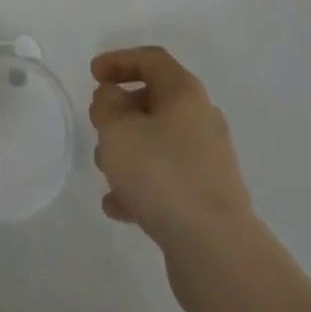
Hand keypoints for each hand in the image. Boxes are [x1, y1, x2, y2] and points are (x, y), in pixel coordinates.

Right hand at [90, 46, 256, 257]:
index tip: (93, 74)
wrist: (217, 251)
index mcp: (185, 92)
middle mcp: (201, 119)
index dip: (119, 60)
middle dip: (122, 110)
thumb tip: (112, 98)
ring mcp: (208, 162)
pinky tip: (117, 207)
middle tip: (98, 123)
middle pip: (156, 101)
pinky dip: (142, 186)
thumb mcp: (118, 130)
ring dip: (130, 150)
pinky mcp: (207, 201)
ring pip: (160, 143)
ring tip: (103, 168)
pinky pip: (168, 181)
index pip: (151, 60)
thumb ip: (107, 105)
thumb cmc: (163, 174)